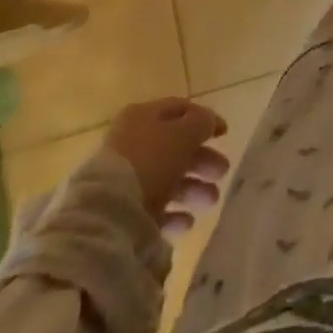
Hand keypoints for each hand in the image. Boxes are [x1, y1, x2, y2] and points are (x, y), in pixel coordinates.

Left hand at [106, 99, 229, 235]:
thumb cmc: (150, 159)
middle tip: (223, 171)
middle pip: (176, 147)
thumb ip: (202, 123)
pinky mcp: (123, 210)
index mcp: (143, 116)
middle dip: (202, 160)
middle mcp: (133, 143)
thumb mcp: (184, 133)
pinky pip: (154, 208)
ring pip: (168, 178)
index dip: (205, 119)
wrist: (108, 212)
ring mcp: (126, 178)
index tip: (225, 134)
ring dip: (193, 188)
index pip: (180, 110)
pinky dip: (174, 213)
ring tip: (211, 200)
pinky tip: (188, 222)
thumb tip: (210, 122)